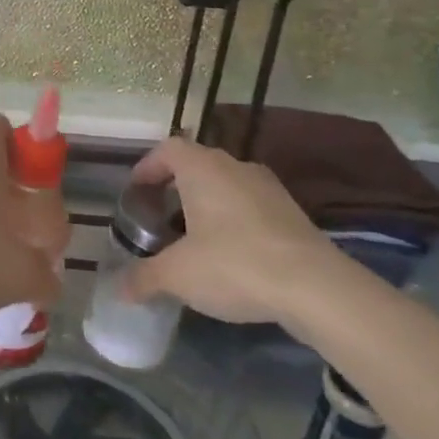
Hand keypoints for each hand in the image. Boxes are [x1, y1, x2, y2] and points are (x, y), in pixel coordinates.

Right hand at [121, 136, 349, 326]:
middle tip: (159, 218)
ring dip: (206, 205)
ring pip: (226, 186)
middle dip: (175, 188)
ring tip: (192, 240)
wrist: (318, 288)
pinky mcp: (293, 213)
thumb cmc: (235, 265)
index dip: (148, 166)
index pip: (167, 149)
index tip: (136, 191)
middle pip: (197, 165)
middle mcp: (235, 167)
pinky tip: (230, 256)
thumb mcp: (178, 276)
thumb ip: (144, 278)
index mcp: (203, 168)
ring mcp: (269, 188)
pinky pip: (250, 206)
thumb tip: (119, 289)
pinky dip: (233, 221)